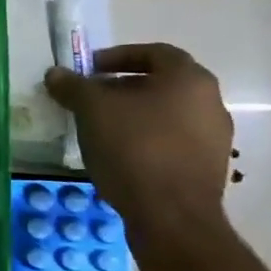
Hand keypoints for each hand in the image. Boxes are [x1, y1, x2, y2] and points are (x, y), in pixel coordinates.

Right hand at [45, 42, 232, 234]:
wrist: (172, 218)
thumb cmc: (134, 148)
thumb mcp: (92, 110)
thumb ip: (73, 86)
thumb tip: (56, 73)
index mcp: (189, 79)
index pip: (154, 52)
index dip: (118, 56)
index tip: (89, 69)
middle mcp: (210, 103)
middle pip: (161, 84)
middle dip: (122, 87)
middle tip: (90, 98)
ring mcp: (214, 139)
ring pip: (166, 115)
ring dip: (133, 116)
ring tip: (100, 128)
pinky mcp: (208, 170)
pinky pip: (172, 142)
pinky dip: (146, 140)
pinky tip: (119, 155)